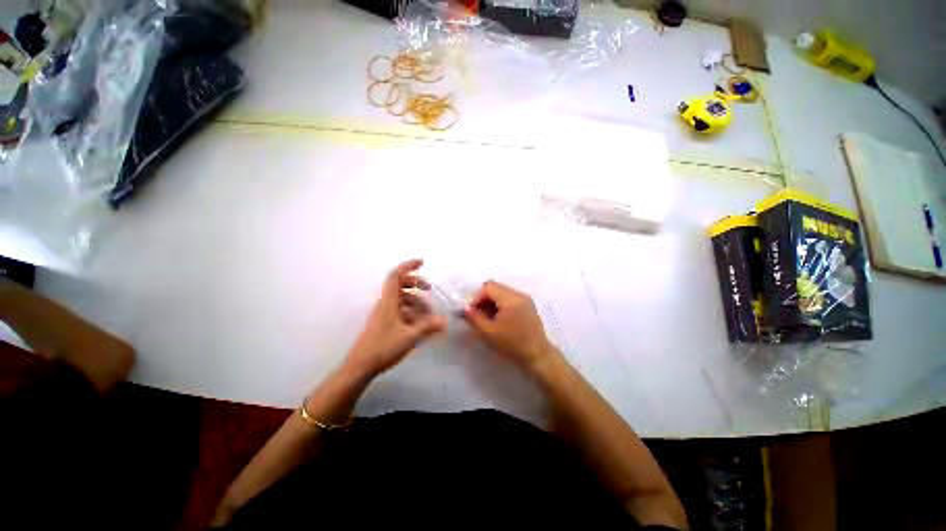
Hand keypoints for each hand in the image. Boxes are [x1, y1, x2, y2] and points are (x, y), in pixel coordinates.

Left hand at [344, 260, 445, 376]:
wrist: (360, 366)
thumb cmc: (383, 347)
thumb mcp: (409, 337)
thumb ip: (427, 327)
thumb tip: (444, 321)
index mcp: (389, 302)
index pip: (396, 276)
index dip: (408, 266)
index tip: (422, 262)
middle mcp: (385, 304)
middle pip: (399, 285)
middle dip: (415, 283)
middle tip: (429, 288)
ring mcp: (384, 313)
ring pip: (401, 299)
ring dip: (416, 301)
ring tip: (429, 312)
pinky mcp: (384, 323)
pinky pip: (400, 310)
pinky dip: (411, 312)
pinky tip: (420, 323)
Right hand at [464, 281, 561, 373]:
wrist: (538, 356)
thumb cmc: (513, 345)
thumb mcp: (489, 333)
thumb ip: (475, 318)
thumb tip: (465, 308)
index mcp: (511, 299)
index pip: (488, 287)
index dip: (476, 297)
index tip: (471, 312)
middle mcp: (519, 294)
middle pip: (495, 287)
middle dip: (483, 299)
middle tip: (477, 315)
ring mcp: (525, 299)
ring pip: (501, 292)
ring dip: (491, 302)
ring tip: (486, 318)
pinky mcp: (527, 305)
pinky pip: (509, 298)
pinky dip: (499, 304)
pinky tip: (497, 319)